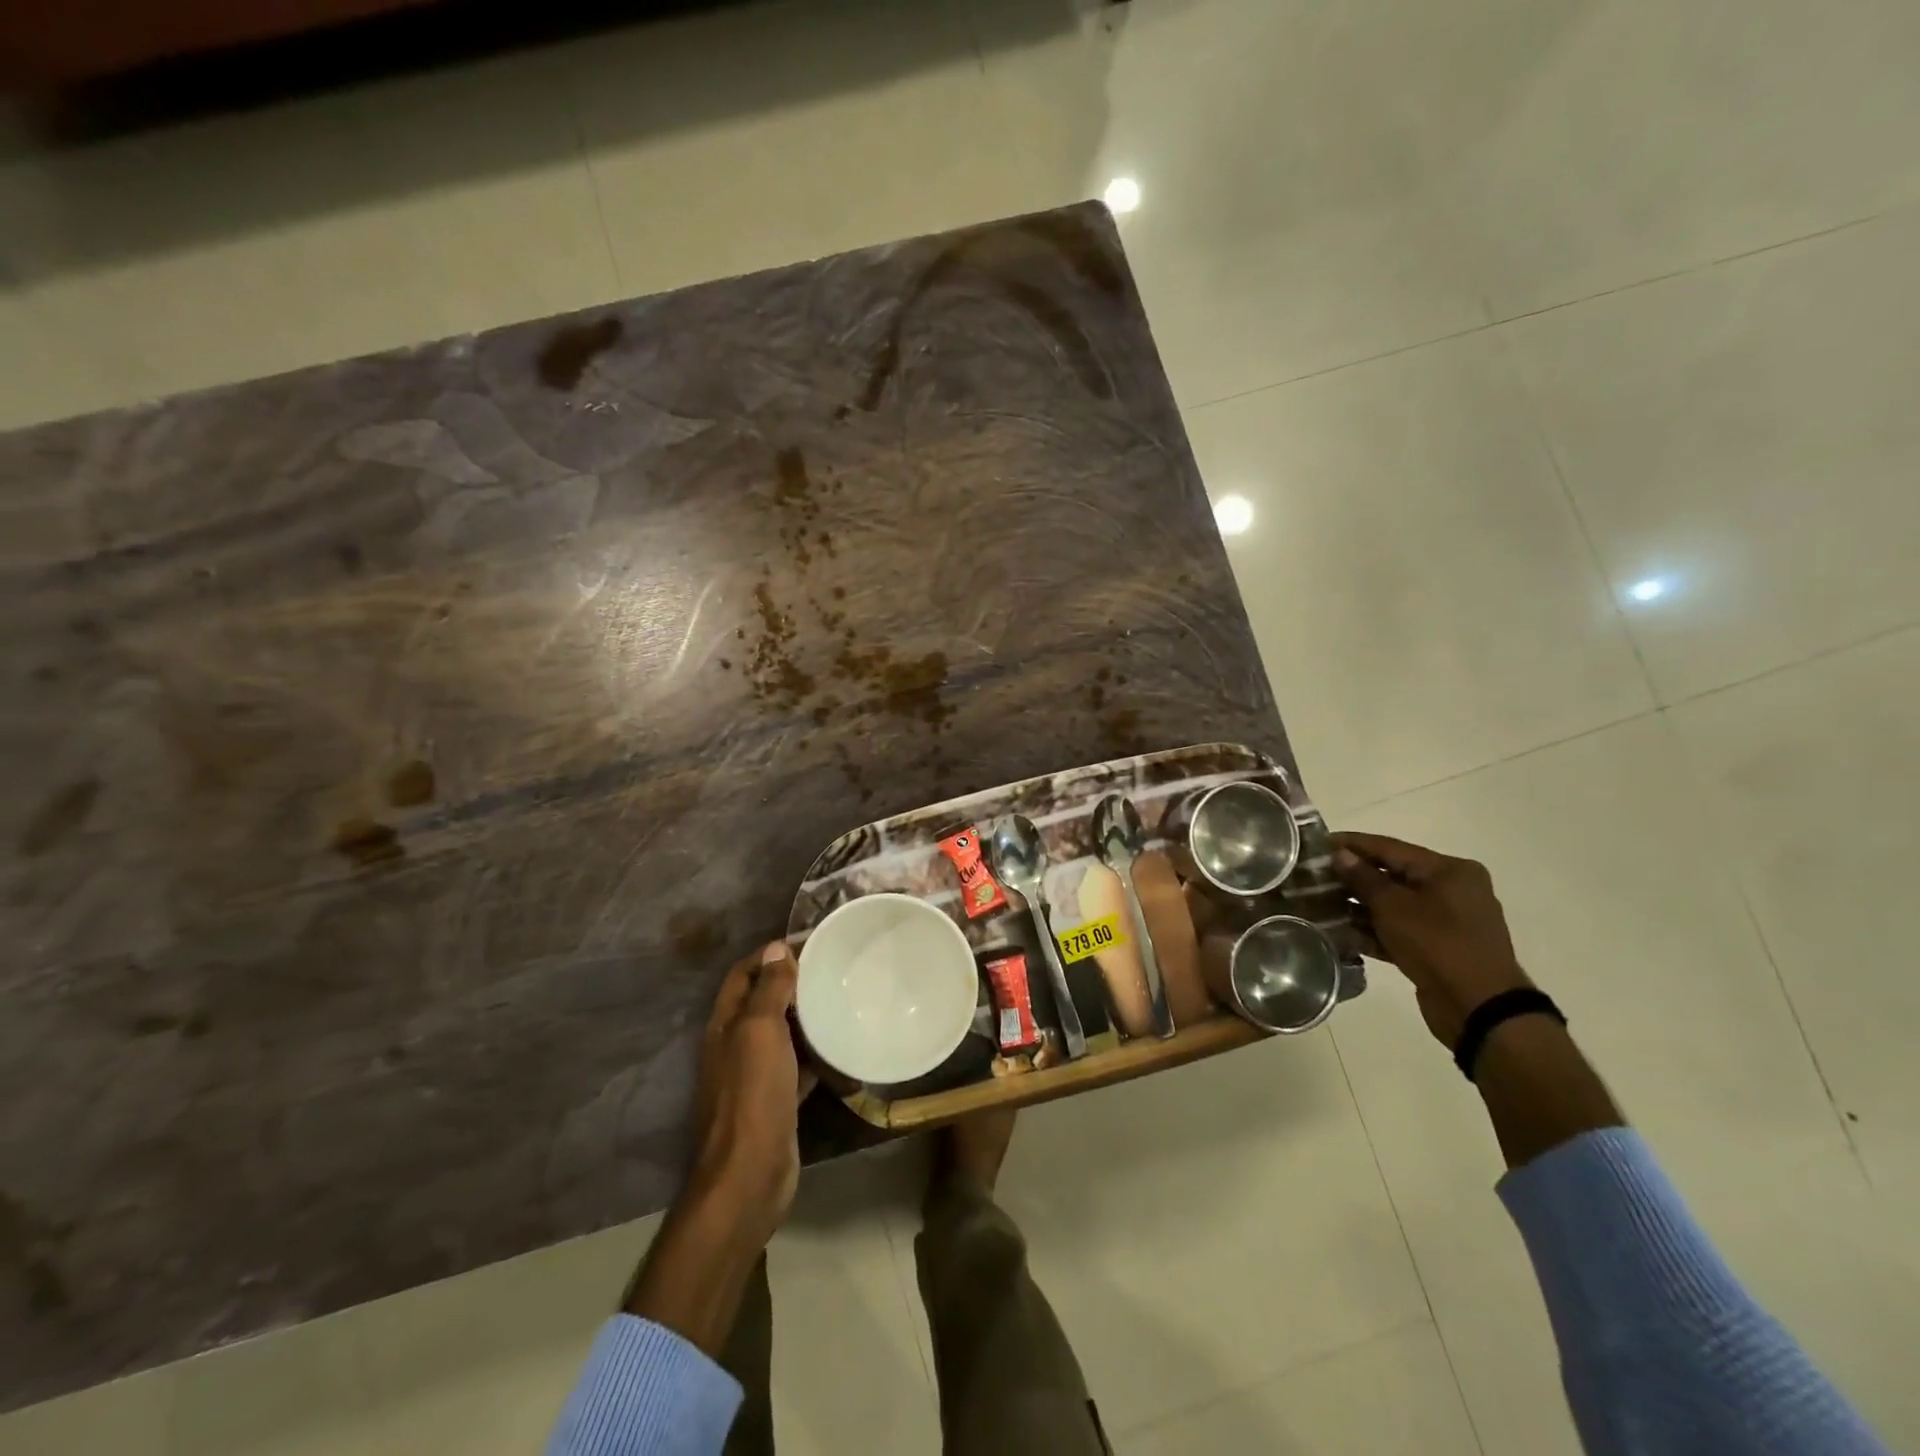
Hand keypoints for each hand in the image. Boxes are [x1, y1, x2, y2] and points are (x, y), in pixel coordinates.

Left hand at [687, 941, 811, 1243]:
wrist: (750, 1173)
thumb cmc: (753, 1094)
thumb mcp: (760, 1032)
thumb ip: (768, 990)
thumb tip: (776, 949)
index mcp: (725, 1025)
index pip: (743, 975)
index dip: (769, 955)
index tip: (807, 943)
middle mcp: (735, 1045)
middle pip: (762, 1002)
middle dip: (791, 982)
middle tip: (831, 967)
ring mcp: (755, 1075)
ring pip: (781, 1034)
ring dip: (805, 1017)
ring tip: (841, 998)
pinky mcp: (776, 1100)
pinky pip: (797, 1066)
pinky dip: (815, 1054)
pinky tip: (841, 1046)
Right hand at [1330, 832, 1532, 1048]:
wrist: (1478, 1007)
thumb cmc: (1437, 943)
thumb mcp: (1394, 906)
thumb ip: (1363, 878)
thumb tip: (1340, 854)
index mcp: (1449, 871)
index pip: (1391, 848)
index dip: (1352, 844)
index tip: (1319, 842)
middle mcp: (1452, 890)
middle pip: (1392, 876)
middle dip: (1353, 879)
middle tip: (1315, 877)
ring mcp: (1446, 921)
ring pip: (1393, 906)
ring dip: (1359, 907)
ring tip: (1320, 904)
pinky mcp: (1438, 948)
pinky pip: (1400, 930)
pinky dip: (1374, 931)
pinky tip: (1341, 932)